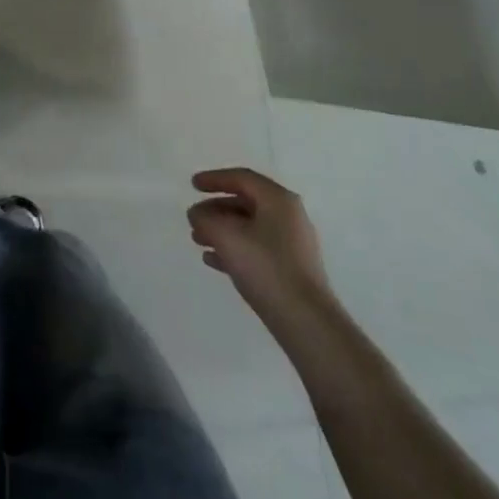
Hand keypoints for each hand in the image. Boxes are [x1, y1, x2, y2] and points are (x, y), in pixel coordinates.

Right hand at [189, 167, 328, 322]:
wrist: (305, 321)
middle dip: (216, 209)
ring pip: (249, 227)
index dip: (214, 179)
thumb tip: (197, 214)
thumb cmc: (265, 267)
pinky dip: (234, 248)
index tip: (192, 185)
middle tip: (193, 218)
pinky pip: (257, 248)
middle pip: (245, 202)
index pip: (242, 178)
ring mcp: (292, 243)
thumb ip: (205, 219)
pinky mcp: (291, 268)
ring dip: (222, 230)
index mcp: (278, 200)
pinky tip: (213, 260)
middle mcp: (289, 216)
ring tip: (198, 240)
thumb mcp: (226, 236)